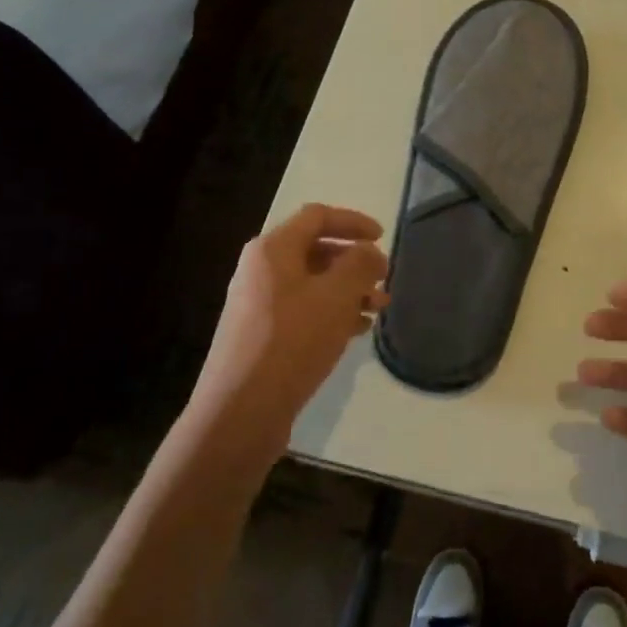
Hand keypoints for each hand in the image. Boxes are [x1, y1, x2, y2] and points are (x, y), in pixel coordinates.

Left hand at [182, 205, 388, 471]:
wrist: (242, 410)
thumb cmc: (293, 341)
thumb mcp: (337, 296)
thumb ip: (360, 265)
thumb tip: (368, 252)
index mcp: (273, 250)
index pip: (317, 217)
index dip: (353, 221)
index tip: (384, 237)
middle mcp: (262, 270)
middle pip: (316, 250)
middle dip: (355, 262)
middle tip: (384, 279)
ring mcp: (259, 304)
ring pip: (314, 284)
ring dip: (349, 290)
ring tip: (379, 309)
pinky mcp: (263, 335)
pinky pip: (305, 311)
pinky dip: (333, 313)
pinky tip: (357, 330)